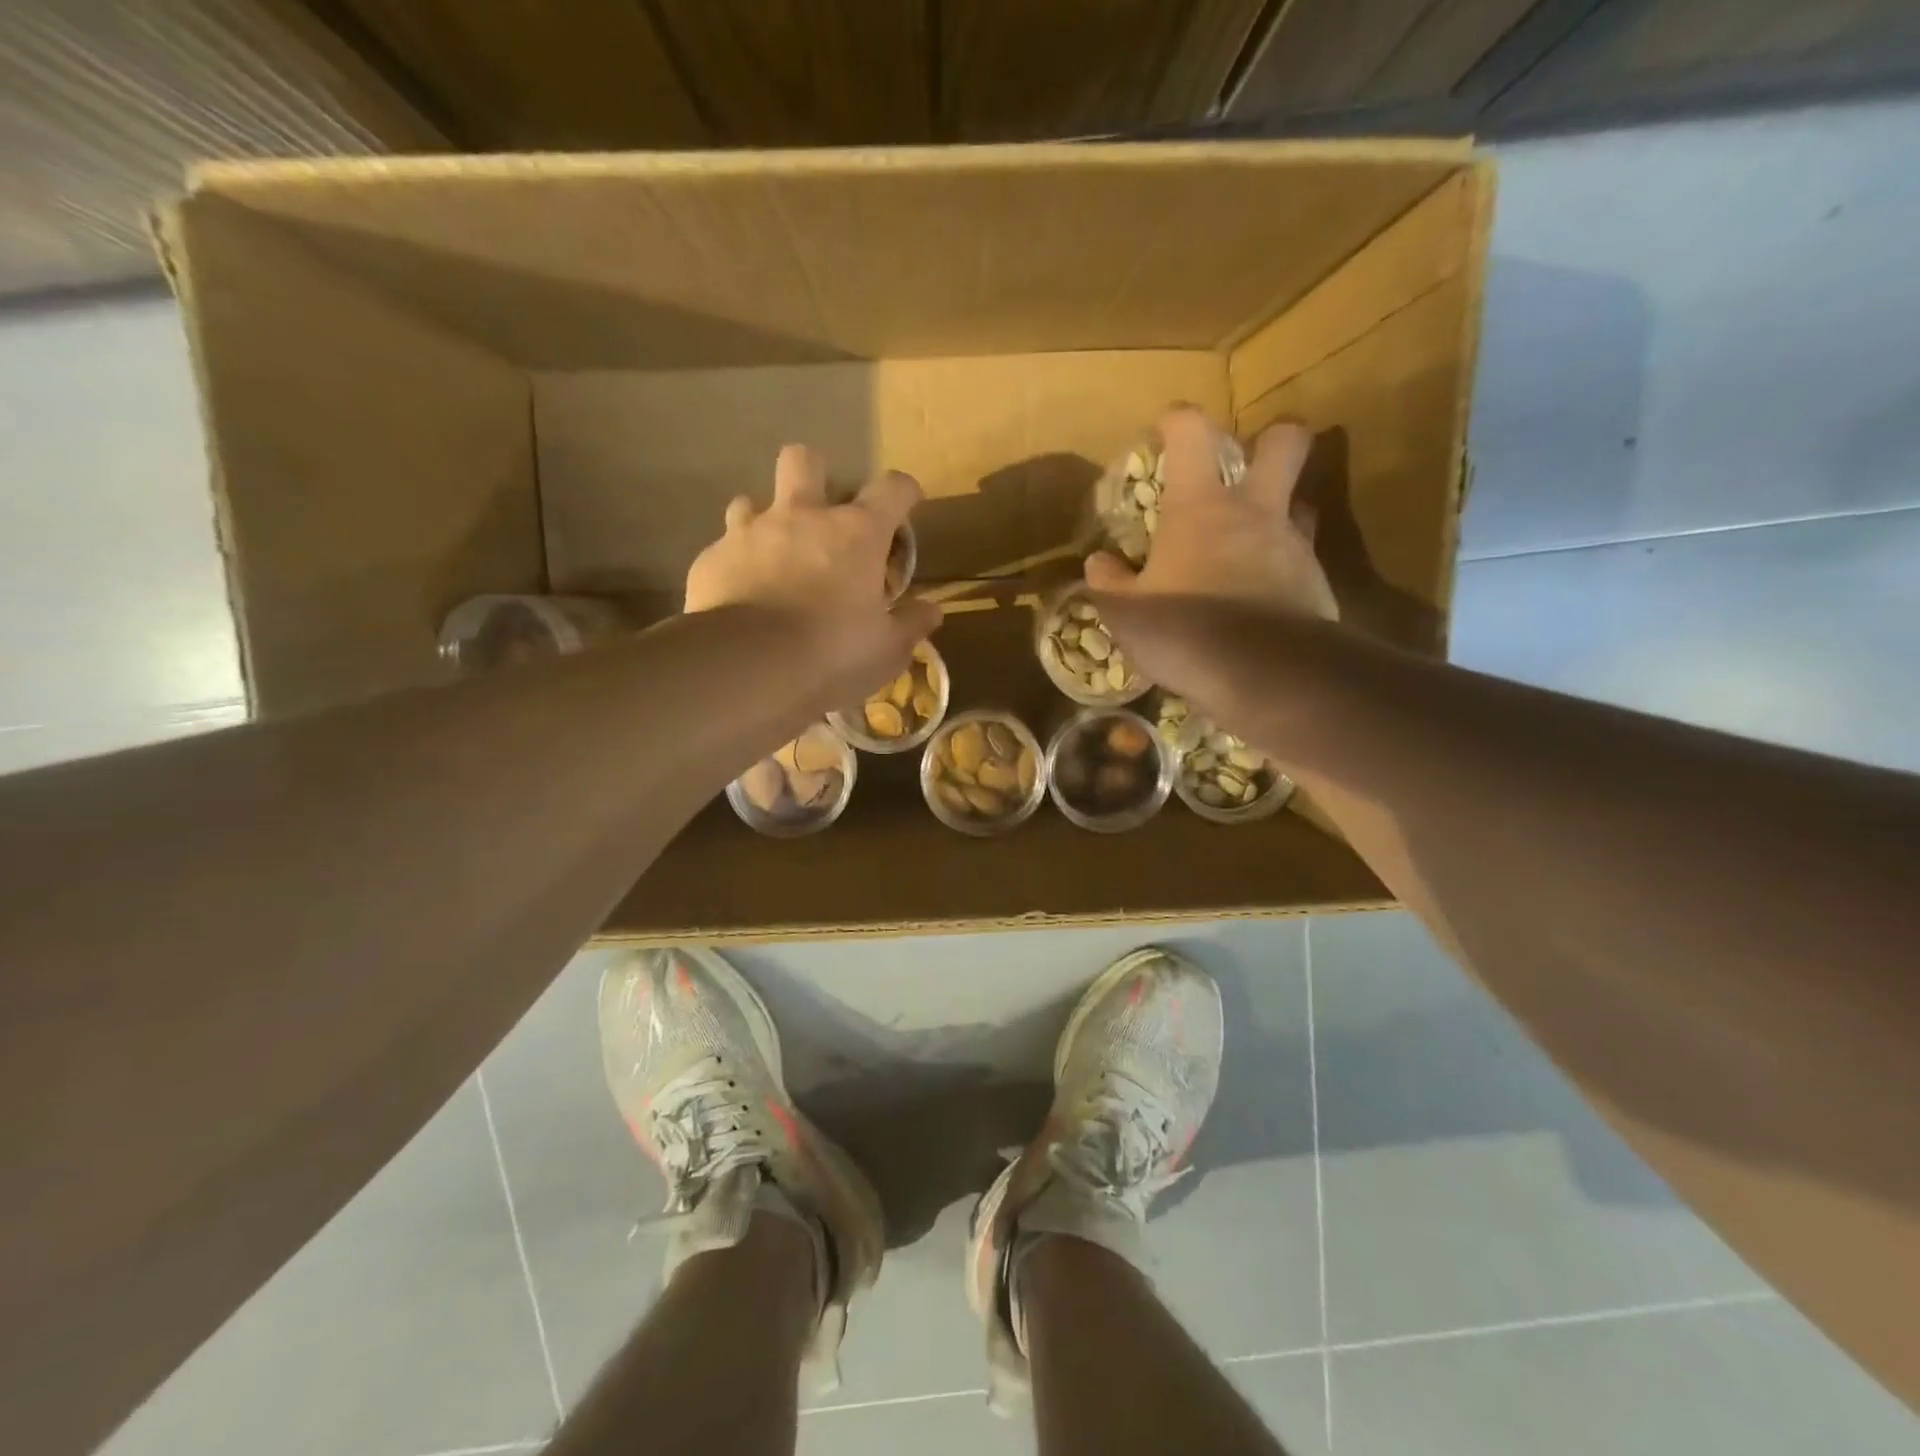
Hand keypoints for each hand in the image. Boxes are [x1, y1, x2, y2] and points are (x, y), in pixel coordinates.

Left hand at [685, 443, 940, 691]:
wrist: (748, 668)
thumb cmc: (832, 654)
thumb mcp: (885, 650)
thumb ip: (910, 624)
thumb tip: (931, 611)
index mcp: (856, 533)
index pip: (891, 488)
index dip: (904, 491)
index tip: (908, 502)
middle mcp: (802, 517)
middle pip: (805, 460)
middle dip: (816, 475)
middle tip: (823, 513)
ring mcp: (750, 533)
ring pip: (752, 500)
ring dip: (766, 521)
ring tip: (774, 557)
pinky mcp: (712, 559)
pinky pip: (724, 548)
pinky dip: (736, 565)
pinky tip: (740, 596)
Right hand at [1084, 406, 1336, 620]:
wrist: (1262, 674)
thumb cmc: (1183, 630)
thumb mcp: (1126, 612)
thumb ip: (1110, 582)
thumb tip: (1100, 562)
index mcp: (1202, 507)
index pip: (1193, 434)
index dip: (1178, 419)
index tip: (1166, 427)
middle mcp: (1256, 512)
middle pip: (1286, 442)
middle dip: (1271, 438)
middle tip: (1247, 462)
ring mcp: (1294, 546)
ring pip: (1301, 503)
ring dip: (1280, 511)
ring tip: (1253, 540)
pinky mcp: (1317, 585)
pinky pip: (1303, 561)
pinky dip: (1283, 569)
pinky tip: (1264, 598)